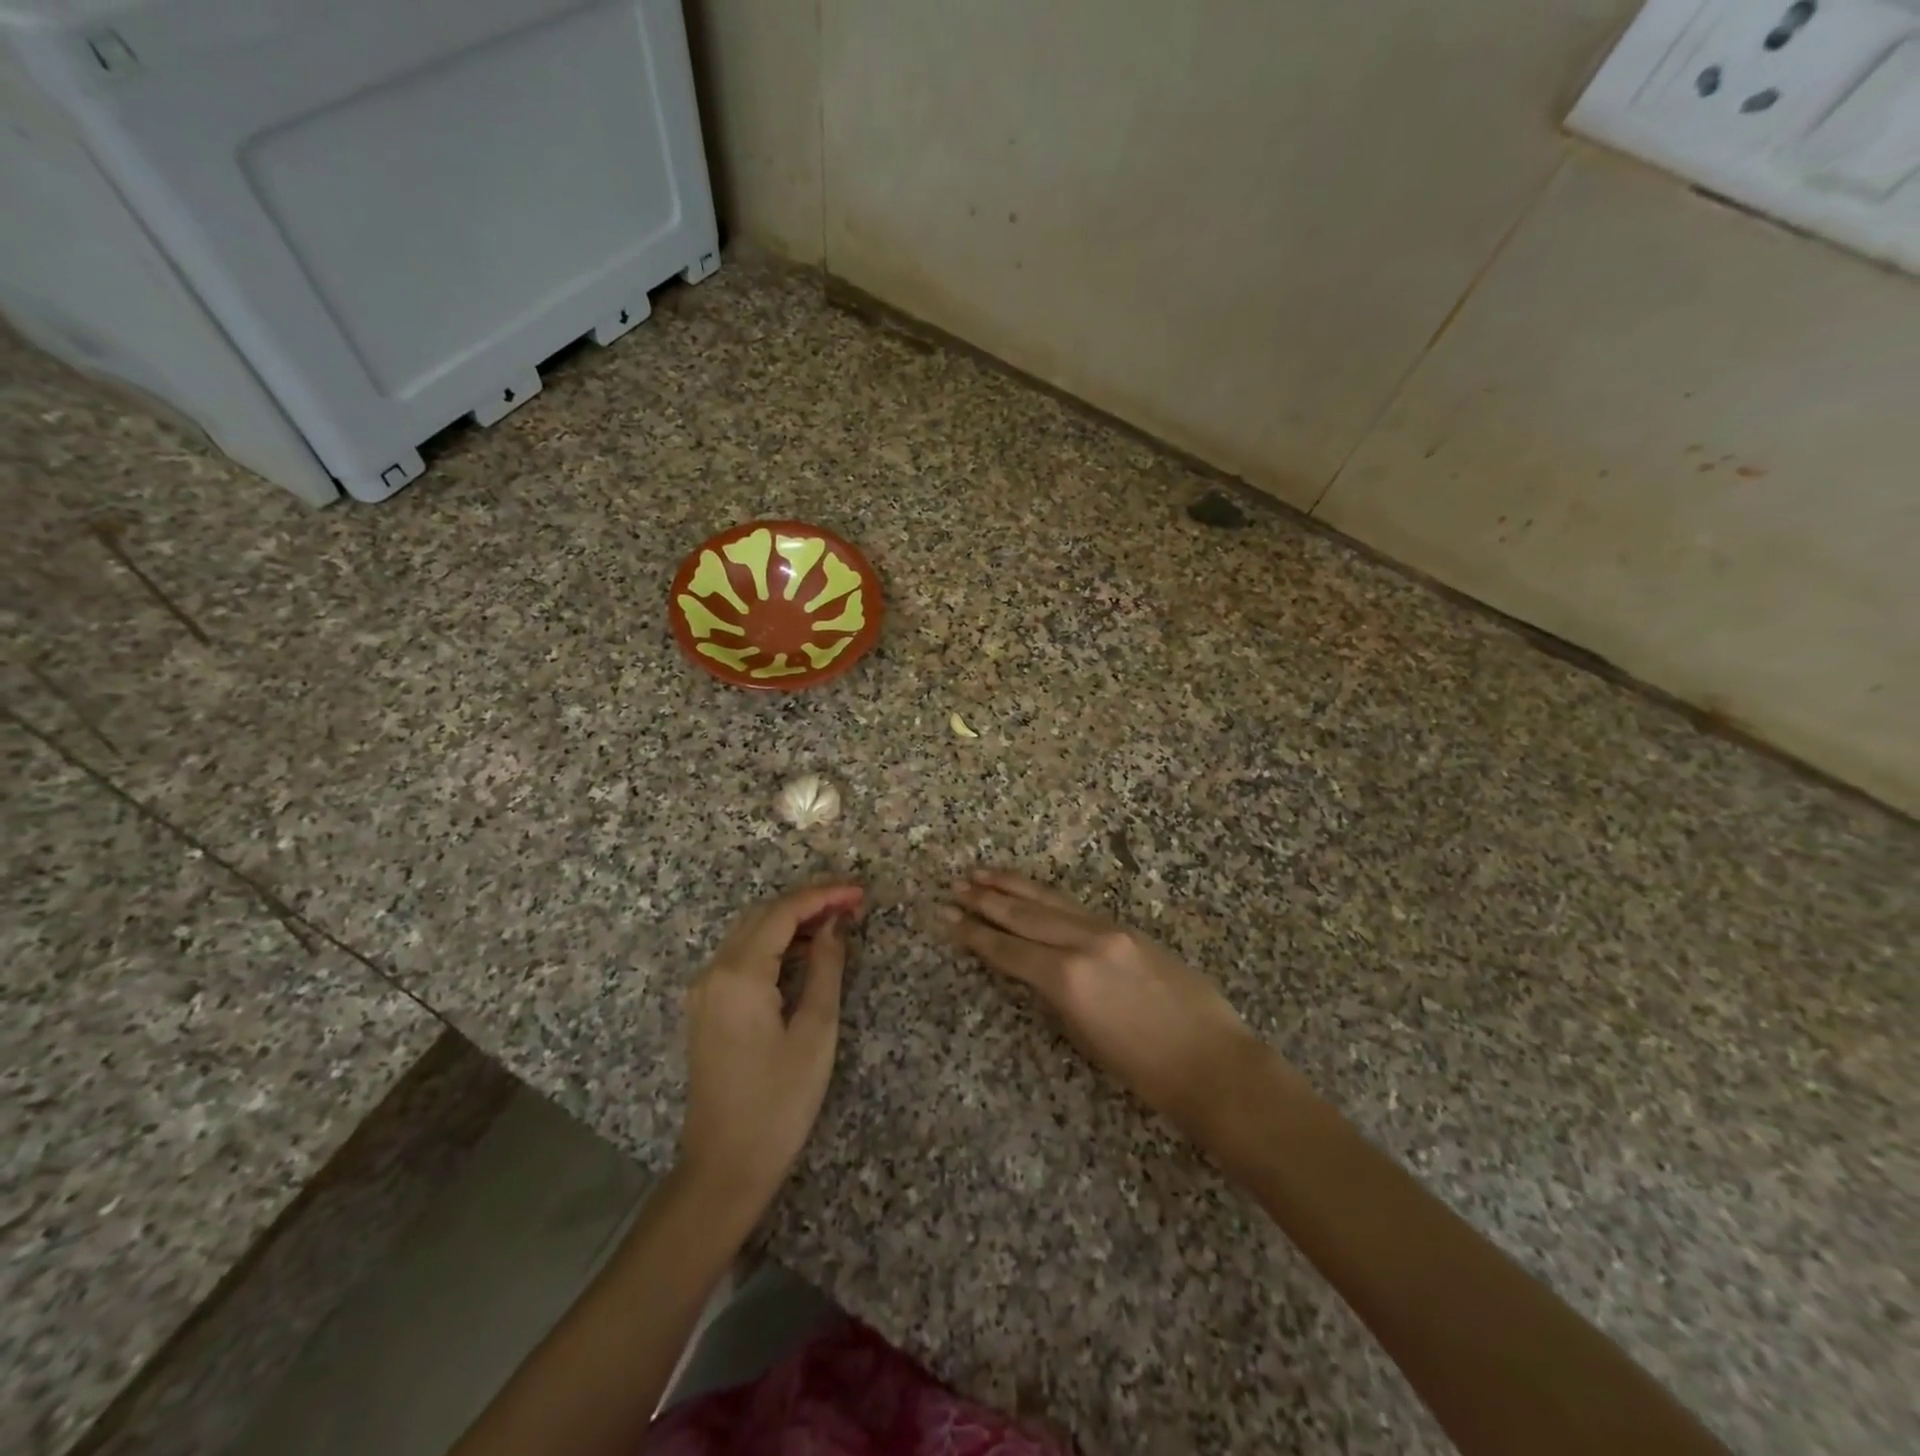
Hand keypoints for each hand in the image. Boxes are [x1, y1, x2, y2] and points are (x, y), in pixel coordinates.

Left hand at [677, 881, 864, 1220]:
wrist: (724, 1167)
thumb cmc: (779, 1102)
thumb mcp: (815, 1032)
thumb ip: (826, 968)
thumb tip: (835, 925)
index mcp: (740, 974)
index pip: (784, 912)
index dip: (824, 895)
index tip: (860, 892)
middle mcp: (714, 971)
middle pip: (763, 915)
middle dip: (808, 902)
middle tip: (853, 903)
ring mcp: (705, 990)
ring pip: (750, 933)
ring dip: (791, 921)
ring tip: (837, 922)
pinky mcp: (706, 1007)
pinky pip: (741, 957)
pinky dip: (774, 944)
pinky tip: (805, 951)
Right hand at [944, 870, 1273, 1145]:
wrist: (1212, 1063)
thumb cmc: (1145, 1071)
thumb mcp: (1084, 1036)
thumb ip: (1055, 994)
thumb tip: (1034, 970)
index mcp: (1068, 979)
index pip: (1007, 950)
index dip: (973, 934)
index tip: (946, 917)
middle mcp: (1084, 943)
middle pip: (1024, 916)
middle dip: (986, 900)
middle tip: (955, 885)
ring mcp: (1109, 930)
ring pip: (1050, 902)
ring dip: (1014, 887)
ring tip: (983, 873)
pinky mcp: (1129, 928)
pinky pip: (1077, 907)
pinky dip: (1047, 897)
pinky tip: (1033, 892)